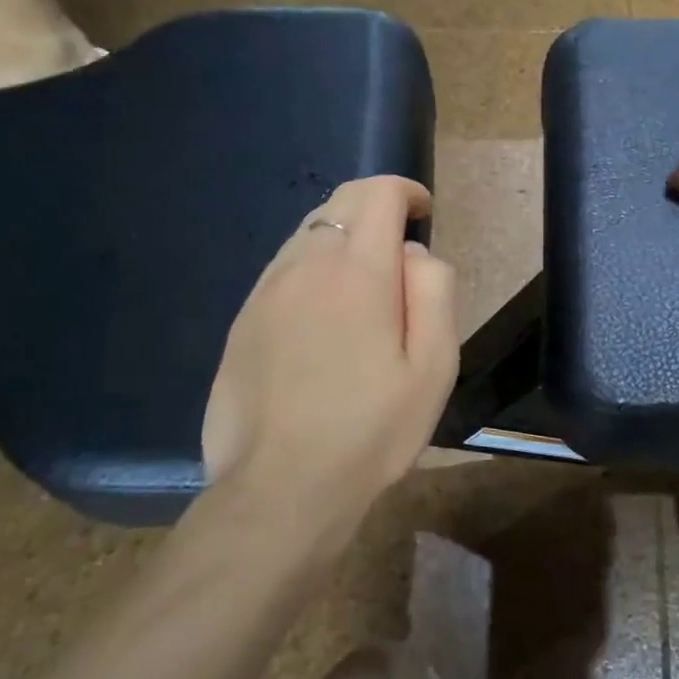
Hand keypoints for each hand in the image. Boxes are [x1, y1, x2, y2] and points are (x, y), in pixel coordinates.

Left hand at [201, 176, 456, 530]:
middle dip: (375, 205)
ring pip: (307, 234)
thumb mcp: (436, 364)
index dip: (405, 191)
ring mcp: (265, 292)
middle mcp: (304, 267)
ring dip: (342, 236)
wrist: (282, 488)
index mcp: (357, 272)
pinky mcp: (242, 321)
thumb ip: (434, 290)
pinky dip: (312, 267)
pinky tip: (325, 313)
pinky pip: (283, 270)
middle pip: (339, 203)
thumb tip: (412, 253)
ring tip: (366, 281)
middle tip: (400, 242)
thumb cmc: (373, 428)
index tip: (423, 213)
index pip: (377, 193)